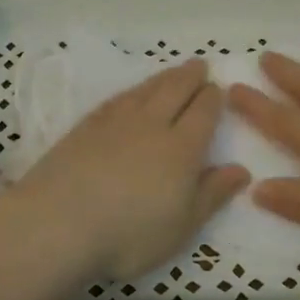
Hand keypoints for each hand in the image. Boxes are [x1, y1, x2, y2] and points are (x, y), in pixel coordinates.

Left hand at [13, 59, 249, 280]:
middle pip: (176, 90)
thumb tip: (241, 169)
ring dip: (163, 77)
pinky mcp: (85, 127)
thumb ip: (212, 194)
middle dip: (191, 76)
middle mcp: (151, 125)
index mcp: (182, 148)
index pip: (204, 112)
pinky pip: (117, 99)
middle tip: (200, 64)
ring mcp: (115, 122)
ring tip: (173, 72)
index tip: (218, 89)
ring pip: (146, 90)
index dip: (213, 99)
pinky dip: (132, 91)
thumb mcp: (182, 226)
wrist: (58, 224)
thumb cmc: (129, 235)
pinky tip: (131, 94)